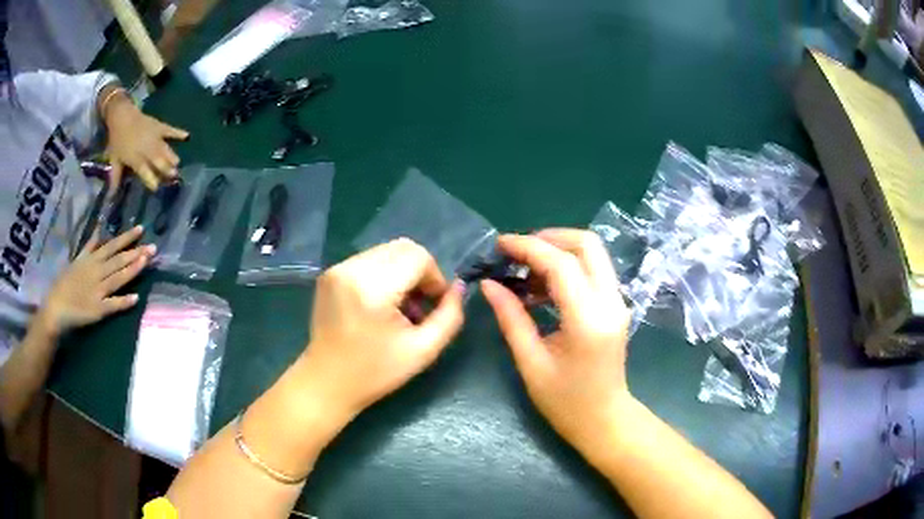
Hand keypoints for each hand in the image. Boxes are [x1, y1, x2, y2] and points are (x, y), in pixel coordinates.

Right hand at [38, 226, 154, 336]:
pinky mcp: (97, 310)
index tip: (141, 229)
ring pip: (118, 278)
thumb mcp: (76, 260)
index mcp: (91, 260)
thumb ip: (90, 247)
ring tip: (147, 262)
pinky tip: (136, 298)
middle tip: (154, 247)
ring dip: (132, 270)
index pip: (112, 246)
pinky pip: (112, 305)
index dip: (126, 237)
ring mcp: (97, 291)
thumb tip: (99, 230)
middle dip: (136, 252)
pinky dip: (123, 302)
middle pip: (118, 260)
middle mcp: (96, 272)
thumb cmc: (65, 284)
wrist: (55, 307)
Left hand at [103, 90, 188, 190]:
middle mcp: (147, 150)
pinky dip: (178, 133)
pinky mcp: (159, 127)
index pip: (146, 173)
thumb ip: (115, 178)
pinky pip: (170, 130)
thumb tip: (111, 197)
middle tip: (173, 177)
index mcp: (136, 159)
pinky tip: (187, 136)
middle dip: (166, 170)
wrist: (122, 116)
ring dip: (172, 157)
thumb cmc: (117, 140)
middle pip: (159, 162)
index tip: (156, 187)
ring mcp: (155, 137)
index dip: (152, 181)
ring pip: (165, 149)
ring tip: (177, 164)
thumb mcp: (114, 160)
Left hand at [301, 238, 464, 426]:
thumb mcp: (423, 350)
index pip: (418, 257)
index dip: (435, 278)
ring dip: (402, 272)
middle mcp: (352, 268)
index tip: (433, 305)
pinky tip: (381, 304)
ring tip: (399, 307)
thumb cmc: (375, 372)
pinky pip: (368, 260)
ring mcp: (337, 269)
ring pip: (386, 252)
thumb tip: (459, 287)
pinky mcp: (330, 274)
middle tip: (419, 305)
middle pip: (403, 248)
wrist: (326, 382)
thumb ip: (450, 316)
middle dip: (420, 271)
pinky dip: (384, 275)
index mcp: (373, 287)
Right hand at [481, 229, 632, 453]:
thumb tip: (489, 284)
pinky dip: (568, 267)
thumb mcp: (531, 363)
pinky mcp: (616, 305)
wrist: (605, 420)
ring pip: (593, 254)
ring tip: (524, 273)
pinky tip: (542, 288)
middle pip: (587, 244)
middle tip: (517, 252)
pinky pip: (593, 271)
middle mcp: (611, 302)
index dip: (528, 247)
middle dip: (549, 237)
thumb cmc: (565, 402)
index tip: (500, 244)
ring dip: (558, 252)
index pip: (562, 264)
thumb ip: (511, 318)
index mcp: (588, 320)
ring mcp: (618, 302)